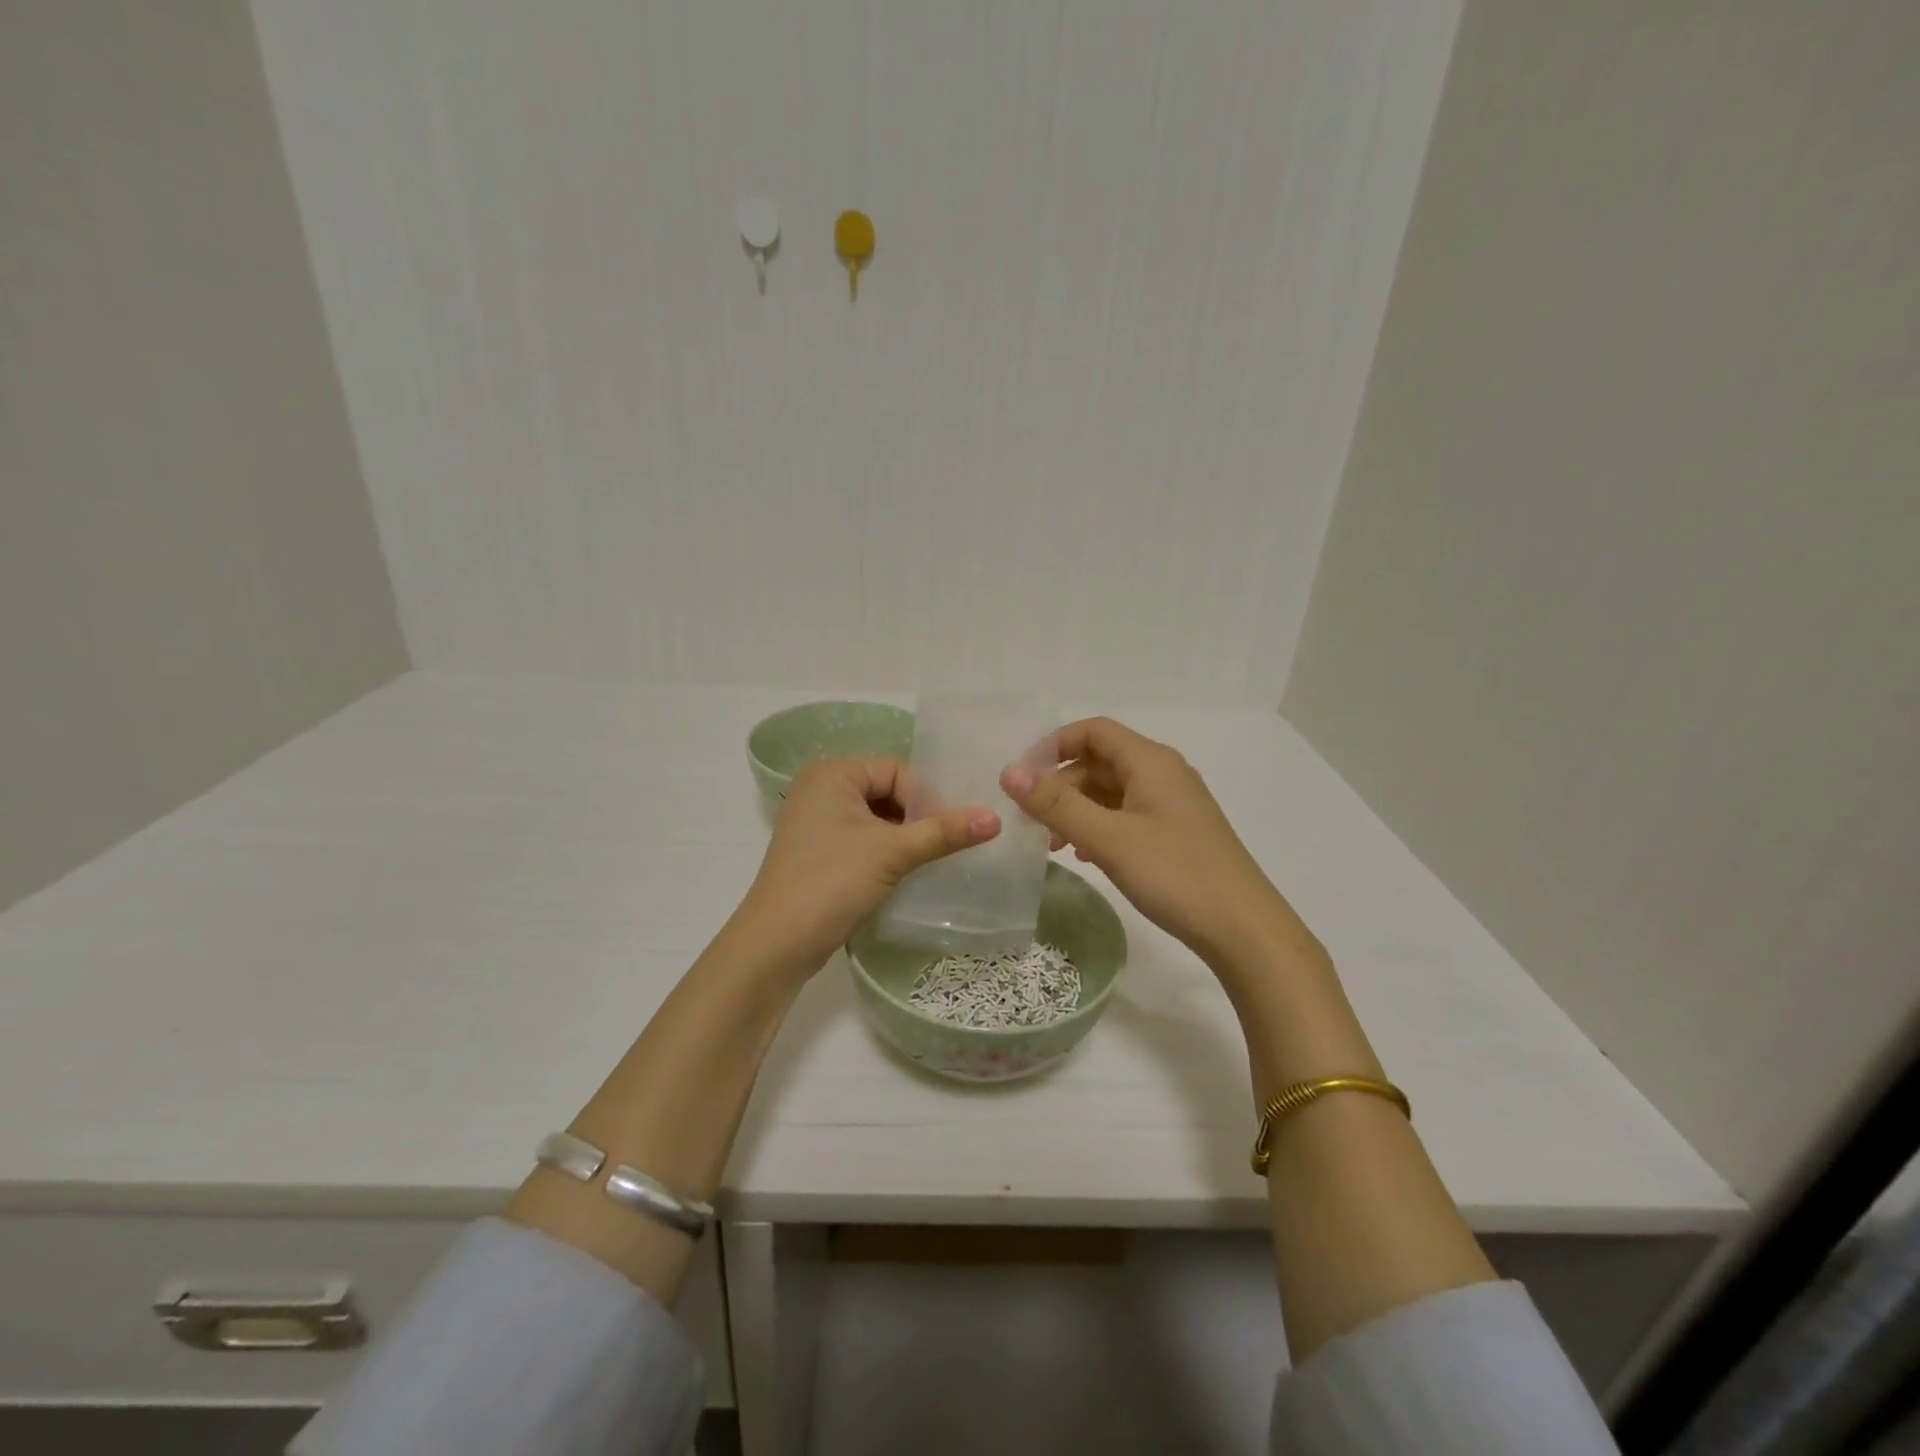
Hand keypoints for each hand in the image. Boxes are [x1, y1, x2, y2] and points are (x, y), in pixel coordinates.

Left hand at [734, 758, 1000, 978]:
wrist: (775, 945)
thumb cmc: (832, 882)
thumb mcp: (893, 852)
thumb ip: (944, 832)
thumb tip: (996, 817)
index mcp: (833, 772)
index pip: (897, 771)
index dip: (927, 799)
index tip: (951, 831)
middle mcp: (821, 788)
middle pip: (888, 792)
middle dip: (917, 818)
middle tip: (946, 845)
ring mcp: (816, 821)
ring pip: (877, 818)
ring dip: (904, 838)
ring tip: (930, 860)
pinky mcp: (817, 851)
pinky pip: (862, 838)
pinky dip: (885, 852)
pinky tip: (904, 873)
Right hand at [1001, 718, 1305, 969]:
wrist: (1244, 929)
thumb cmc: (1174, 874)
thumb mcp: (1108, 838)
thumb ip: (1056, 804)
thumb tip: (1009, 772)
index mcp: (1150, 761)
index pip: (1092, 731)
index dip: (1053, 746)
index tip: (1021, 777)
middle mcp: (1163, 772)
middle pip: (1099, 761)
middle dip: (1060, 785)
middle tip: (1031, 821)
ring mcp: (1172, 804)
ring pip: (1111, 791)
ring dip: (1077, 809)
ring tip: (1052, 843)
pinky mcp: (1176, 832)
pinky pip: (1126, 814)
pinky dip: (1099, 825)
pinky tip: (1085, 854)